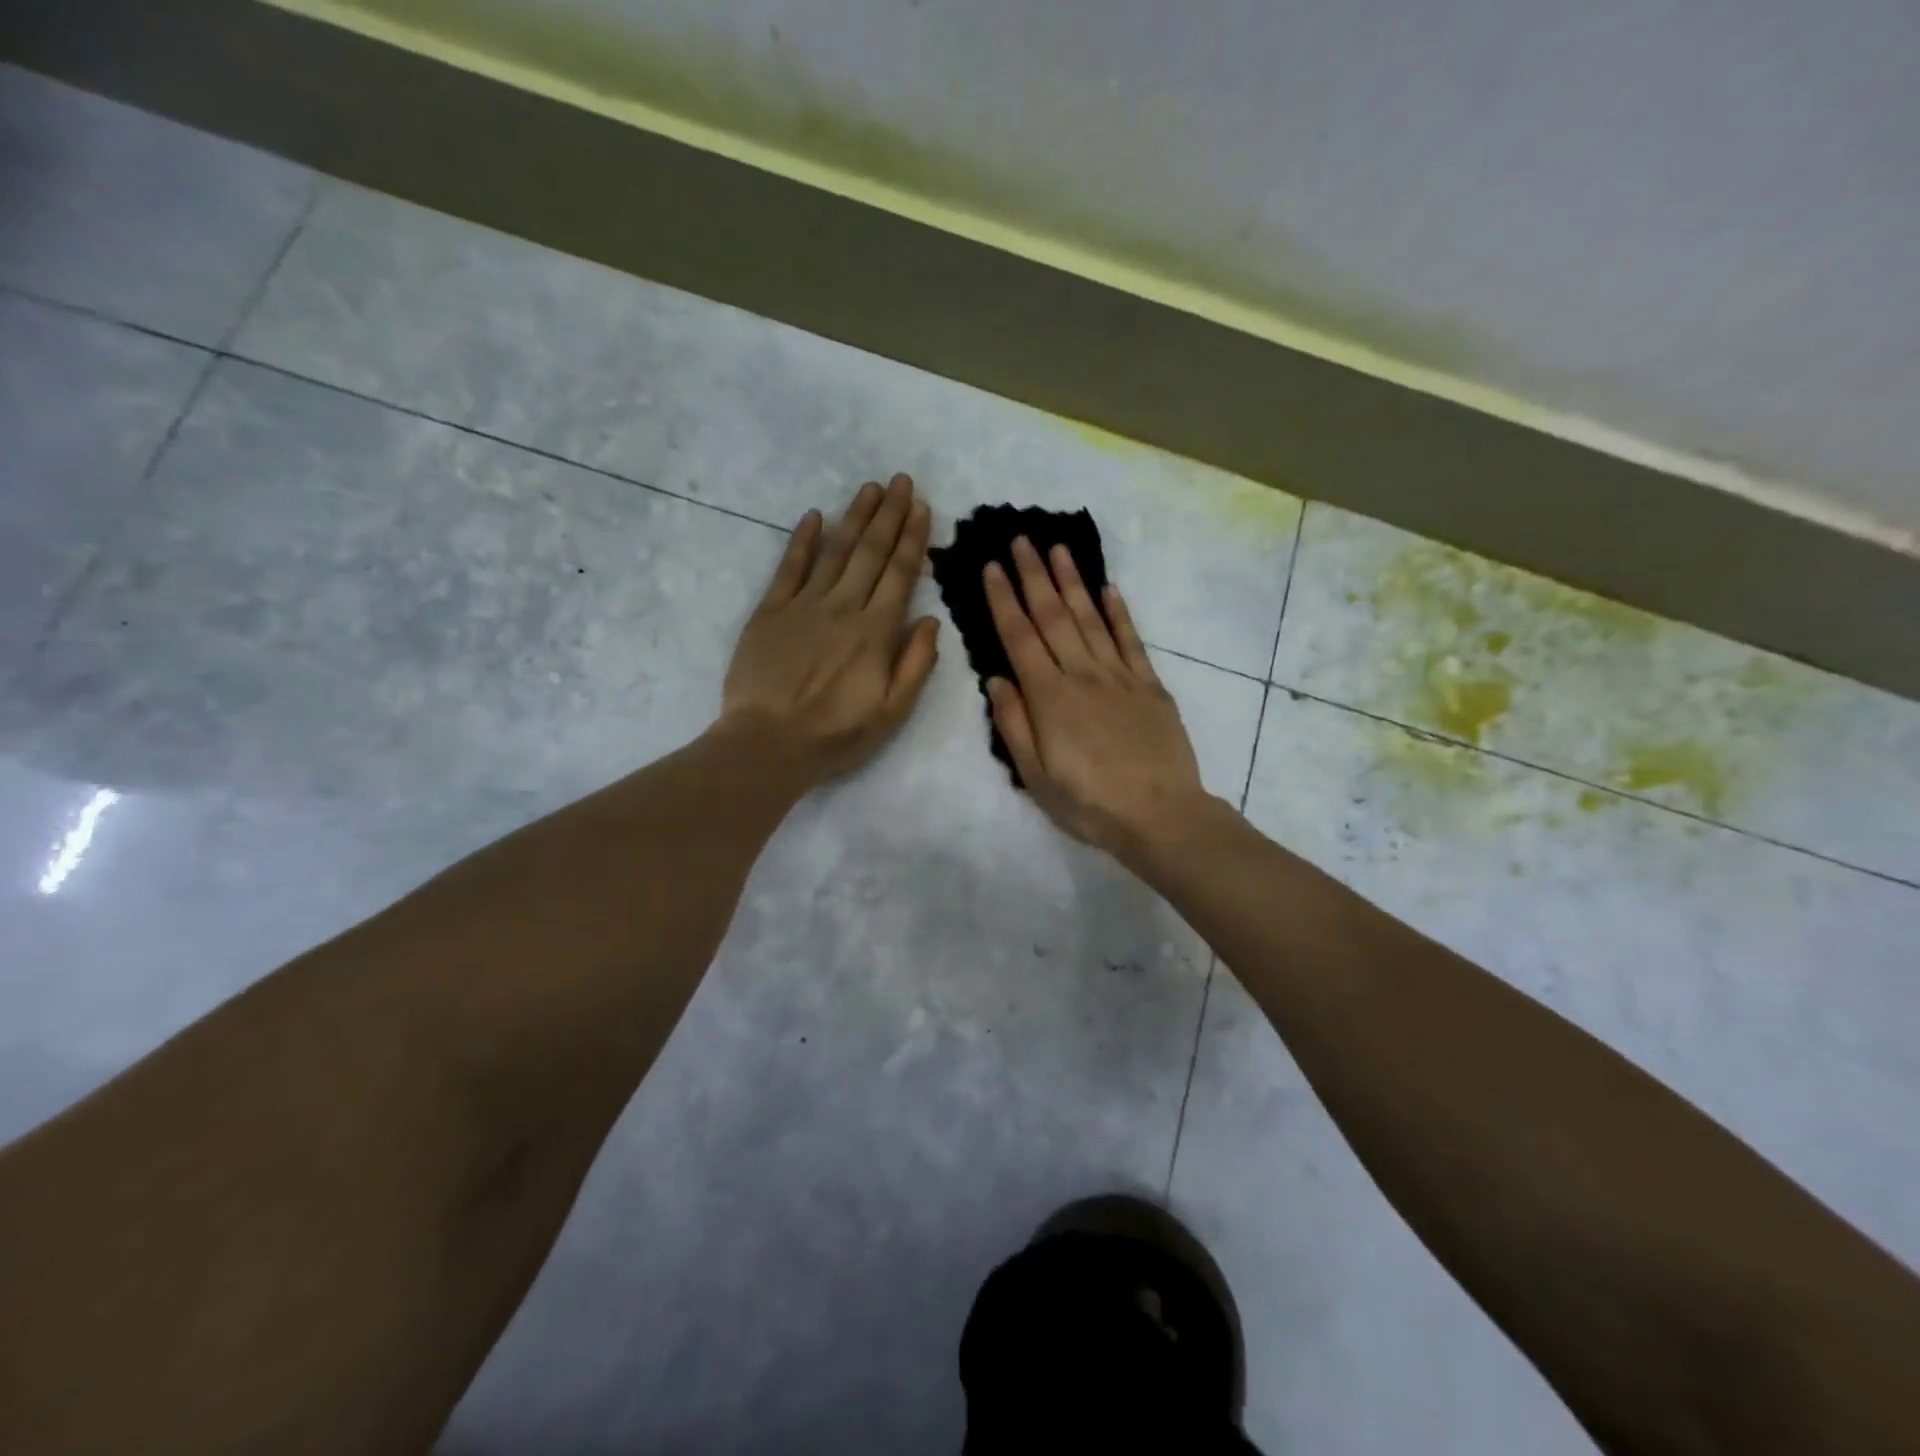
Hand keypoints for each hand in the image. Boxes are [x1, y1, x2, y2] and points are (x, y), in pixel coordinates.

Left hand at [719, 475, 939, 785]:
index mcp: (876, 632)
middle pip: (871, 552)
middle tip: (902, 481)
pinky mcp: (770, 611)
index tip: (923, 507)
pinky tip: (815, 516)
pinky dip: (803, 540)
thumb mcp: (892, 712)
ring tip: (871, 488)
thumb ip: (916, 664)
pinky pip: (789, 567)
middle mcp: (843, 608)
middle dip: (889, 514)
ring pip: (835, 551)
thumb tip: (931, 620)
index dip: (913, 538)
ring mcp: (804, 605)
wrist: (768, 743)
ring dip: (854, 517)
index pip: (900, 574)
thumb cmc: (836, 734)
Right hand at [982, 536, 1210, 859]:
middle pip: (1052, 616)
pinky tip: (1108, 588)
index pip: (1019, 637)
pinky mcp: (1149, 684)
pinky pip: (1130, 639)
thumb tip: (996, 679)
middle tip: (1020, 539)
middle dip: (1033, 575)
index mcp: (1048, 697)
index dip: (1003, 599)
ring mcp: (1118, 675)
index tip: (991, 567)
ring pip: (1090, 618)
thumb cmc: (1089, 803)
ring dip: (1071, 581)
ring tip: (1057, 548)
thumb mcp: (1035, 776)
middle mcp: (1081, 674)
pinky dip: (1118, 612)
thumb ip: (1013, 724)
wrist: (1159, 814)